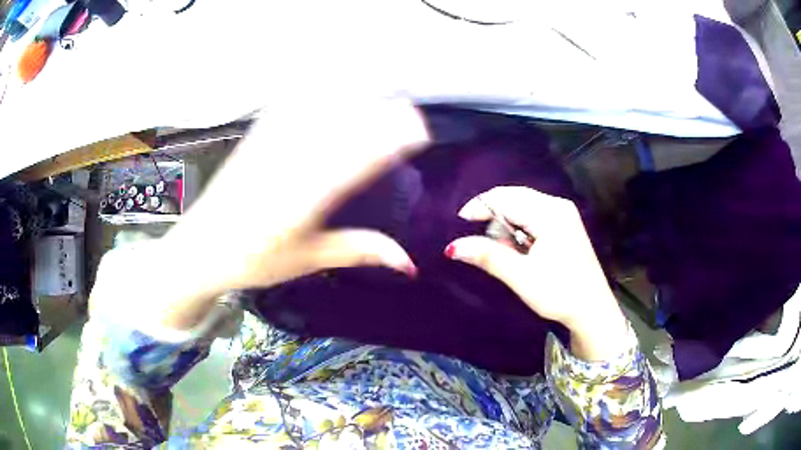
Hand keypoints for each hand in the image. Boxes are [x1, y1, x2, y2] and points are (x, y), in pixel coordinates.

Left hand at [91, 99, 428, 330]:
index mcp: (303, 199)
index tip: (419, 130)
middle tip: (409, 113)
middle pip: (341, 125)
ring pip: (319, 106)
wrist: (201, 247)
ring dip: (355, 95)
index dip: (390, 139)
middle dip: (379, 112)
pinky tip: (335, 86)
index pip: (355, 160)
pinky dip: (319, 91)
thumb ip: (359, 251)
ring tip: (383, 91)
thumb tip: (408, 261)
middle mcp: (287, 163)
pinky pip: (292, 103)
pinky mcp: (256, 135)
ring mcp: (269, 144)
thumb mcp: (308, 260)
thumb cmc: (253, 260)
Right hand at [444, 186, 628, 360]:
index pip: (504, 198)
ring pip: (523, 206)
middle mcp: (558, 205)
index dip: (479, 207)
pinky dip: (519, 227)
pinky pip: (534, 215)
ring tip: (503, 250)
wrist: (592, 310)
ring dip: (506, 223)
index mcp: (549, 213)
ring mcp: (564, 214)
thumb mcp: (521, 276)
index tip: (458, 225)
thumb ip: (488, 256)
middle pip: (514, 197)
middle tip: (480, 241)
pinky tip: (519, 247)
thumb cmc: (559, 293)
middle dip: (492, 215)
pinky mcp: (565, 224)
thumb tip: (453, 247)